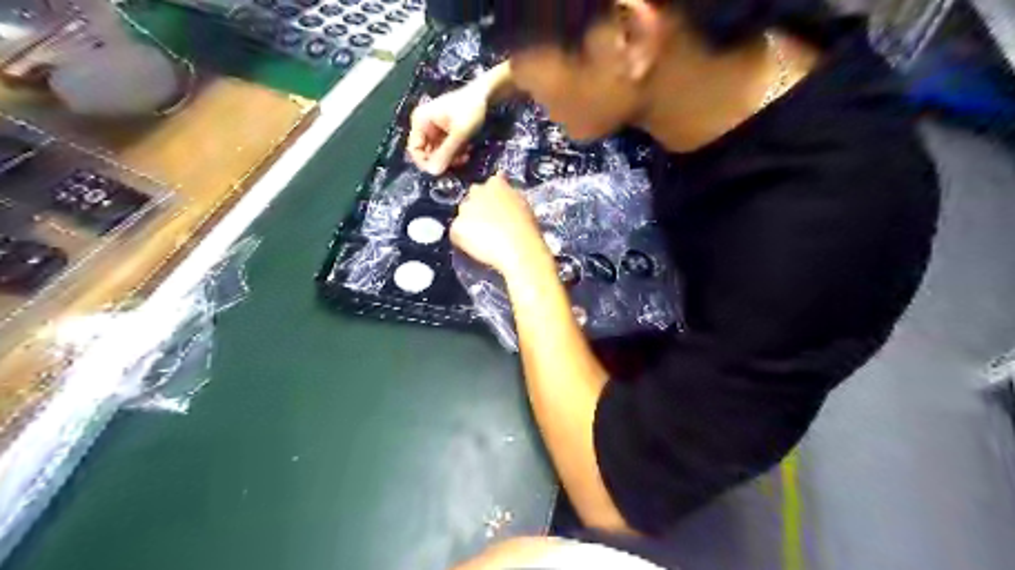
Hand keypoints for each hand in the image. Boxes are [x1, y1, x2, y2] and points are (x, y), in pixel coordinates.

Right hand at [407, 84, 487, 172]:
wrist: (485, 94)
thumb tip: (433, 173)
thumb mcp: (459, 134)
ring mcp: (433, 129)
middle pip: (426, 153)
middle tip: (460, 161)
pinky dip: (455, 153)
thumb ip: (446, 153)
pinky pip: (445, 149)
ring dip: (451, 158)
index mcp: (420, 121)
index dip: (426, 163)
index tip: (443, 170)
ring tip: (466, 155)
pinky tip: (467, 150)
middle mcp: (423, 125)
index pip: (414, 150)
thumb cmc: (471, 109)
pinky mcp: (444, 132)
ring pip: (437, 153)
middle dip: (443, 160)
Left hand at [449, 171, 550, 276]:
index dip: (494, 195)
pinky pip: (457, 232)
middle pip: (473, 196)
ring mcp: (465, 209)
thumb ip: (511, 195)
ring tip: (485, 237)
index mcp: (496, 183)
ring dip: (471, 222)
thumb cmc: (526, 230)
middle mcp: (477, 191)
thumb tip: (506, 194)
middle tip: (490, 222)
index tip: (497, 204)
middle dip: (479, 207)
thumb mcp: (523, 205)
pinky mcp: (457, 226)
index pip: (491, 182)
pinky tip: (478, 245)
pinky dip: (464, 239)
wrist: (518, 249)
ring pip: (464, 214)